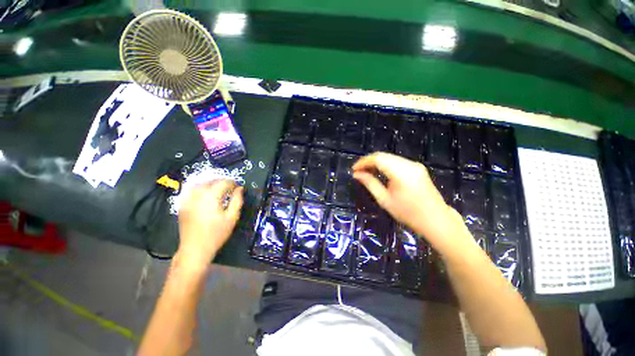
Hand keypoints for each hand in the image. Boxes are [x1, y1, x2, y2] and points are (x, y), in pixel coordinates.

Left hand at [177, 180, 243, 265]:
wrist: (195, 249)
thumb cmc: (217, 234)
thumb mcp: (232, 217)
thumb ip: (237, 200)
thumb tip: (240, 189)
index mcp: (211, 197)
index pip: (223, 183)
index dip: (232, 183)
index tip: (238, 187)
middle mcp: (198, 195)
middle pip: (210, 181)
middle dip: (222, 181)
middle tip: (230, 187)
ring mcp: (187, 200)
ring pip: (198, 184)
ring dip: (210, 183)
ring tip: (218, 188)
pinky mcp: (182, 206)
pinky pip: (189, 190)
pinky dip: (198, 187)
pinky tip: (203, 192)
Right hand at [353, 152, 470, 253]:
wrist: (436, 220)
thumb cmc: (408, 213)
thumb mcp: (385, 200)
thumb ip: (370, 183)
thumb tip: (356, 174)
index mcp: (401, 172)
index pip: (378, 159)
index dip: (363, 162)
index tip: (353, 170)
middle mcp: (409, 164)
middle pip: (383, 156)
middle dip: (368, 161)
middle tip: (358, 171)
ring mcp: (415, 165)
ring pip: (390, 157)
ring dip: (376, 162)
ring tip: (366, 172)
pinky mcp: (417, 168)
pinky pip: (397, 161)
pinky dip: (385, 164)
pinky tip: (379, 172)